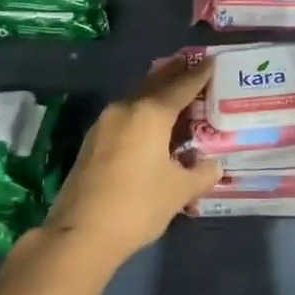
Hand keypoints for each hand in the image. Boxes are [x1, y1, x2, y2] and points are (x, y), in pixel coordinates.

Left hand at [41, 59, 223, 263]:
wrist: (81, 234)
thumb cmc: (138, 205)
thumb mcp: (179, 191)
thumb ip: (201, 173)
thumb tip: (213, 166)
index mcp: (150, 113)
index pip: (181, 85)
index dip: (199, 74)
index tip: (212, 61)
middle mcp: (126, 108)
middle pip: (155, 83)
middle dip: (176, 74)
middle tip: (194, 66)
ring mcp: (104, 123)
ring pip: (137, 98)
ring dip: (157, 92)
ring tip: (176, 91)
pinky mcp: (93, 141)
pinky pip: (126, 115)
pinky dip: (143, 110)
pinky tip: (152, 123)